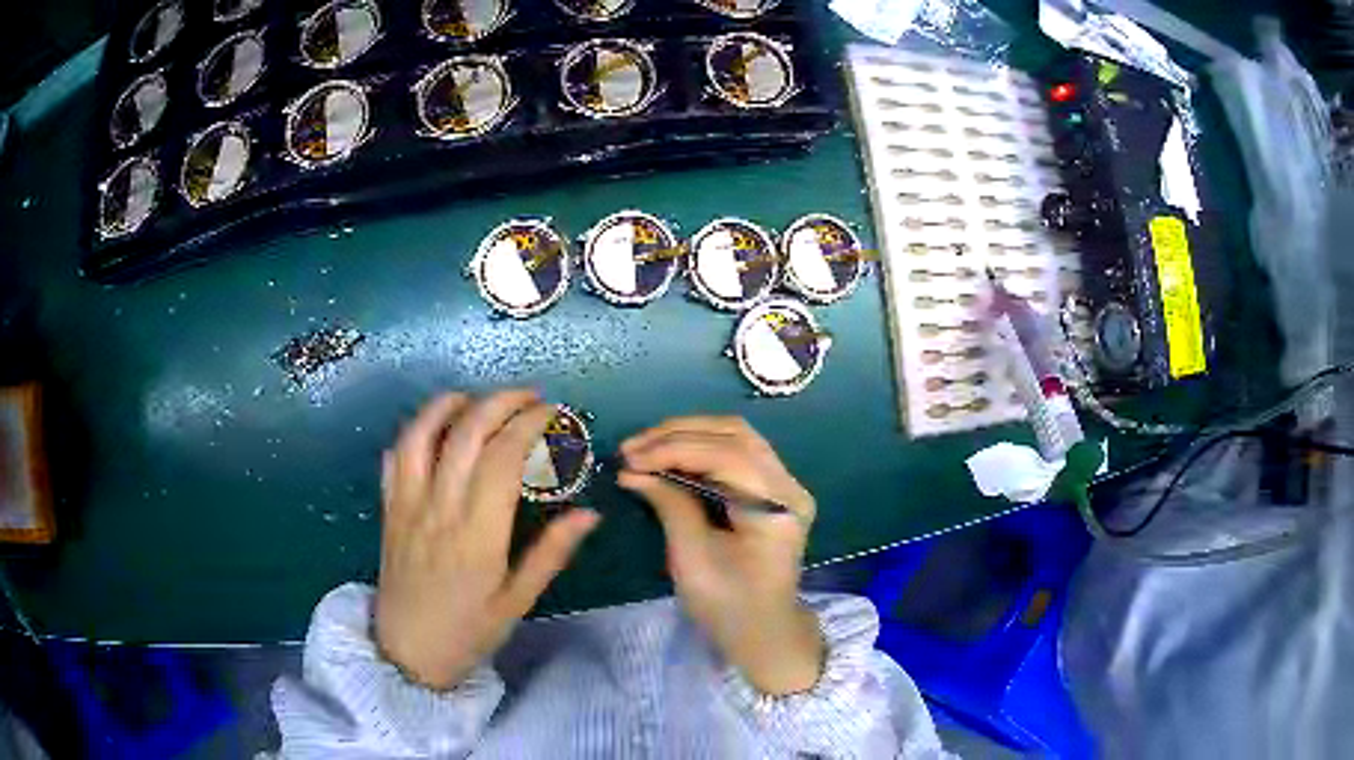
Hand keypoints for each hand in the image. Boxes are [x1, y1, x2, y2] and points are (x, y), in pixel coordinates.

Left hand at [375, 390, 600, 689]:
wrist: (409, 653)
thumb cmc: (469, 631)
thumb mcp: (518, 601)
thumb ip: (551, 553)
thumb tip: (589, 513)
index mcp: (478, 534)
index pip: (504, 457)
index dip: (530, 424)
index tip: (554, 412)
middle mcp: (440, 508)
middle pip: (467, 432)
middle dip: (501, 402)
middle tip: (529, 397)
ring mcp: (407, 505)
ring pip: (422, 433)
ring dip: (451, 404)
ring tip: (478, 397)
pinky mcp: (388, 509)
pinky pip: (395, 456)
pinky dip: (415, 430)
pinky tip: (434, 426)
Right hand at [618, 416, 823, 695]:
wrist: (763, 633)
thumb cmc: (728, 606)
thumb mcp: (693, 559)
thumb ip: (670, 505)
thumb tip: (634, 470)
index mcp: (778, 506)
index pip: (727, 455)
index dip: (673, 449)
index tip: (629, 458)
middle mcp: (788, 485)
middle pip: (734, 434)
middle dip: (677, 434)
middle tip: (631, 448)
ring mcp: (783, 485)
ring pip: (735, 436)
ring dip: (686, 435)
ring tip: (644, 448)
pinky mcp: (771, 490)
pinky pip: (735, 453)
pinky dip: (698, 448)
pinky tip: (667, 456)